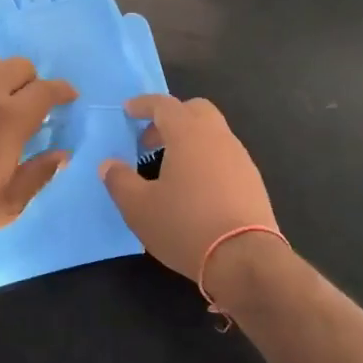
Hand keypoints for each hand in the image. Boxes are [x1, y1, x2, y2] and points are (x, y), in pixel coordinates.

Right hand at [100, 95, 278, 282]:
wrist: (245, 259)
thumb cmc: (186, 226)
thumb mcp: (139, 208)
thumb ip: (120, 181)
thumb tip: (109, 164)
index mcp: (188, 134)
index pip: (164, 104)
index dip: (143, 104)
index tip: (127, 111)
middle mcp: (217, 137)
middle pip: (194, 110)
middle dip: (170, 118)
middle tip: (149, 141)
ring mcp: (240, 157)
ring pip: (212, 133)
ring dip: (189, 140)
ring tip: (170, 168)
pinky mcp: (253, 180)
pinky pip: (225, 155)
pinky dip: (206, 158)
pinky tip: (196, 188)